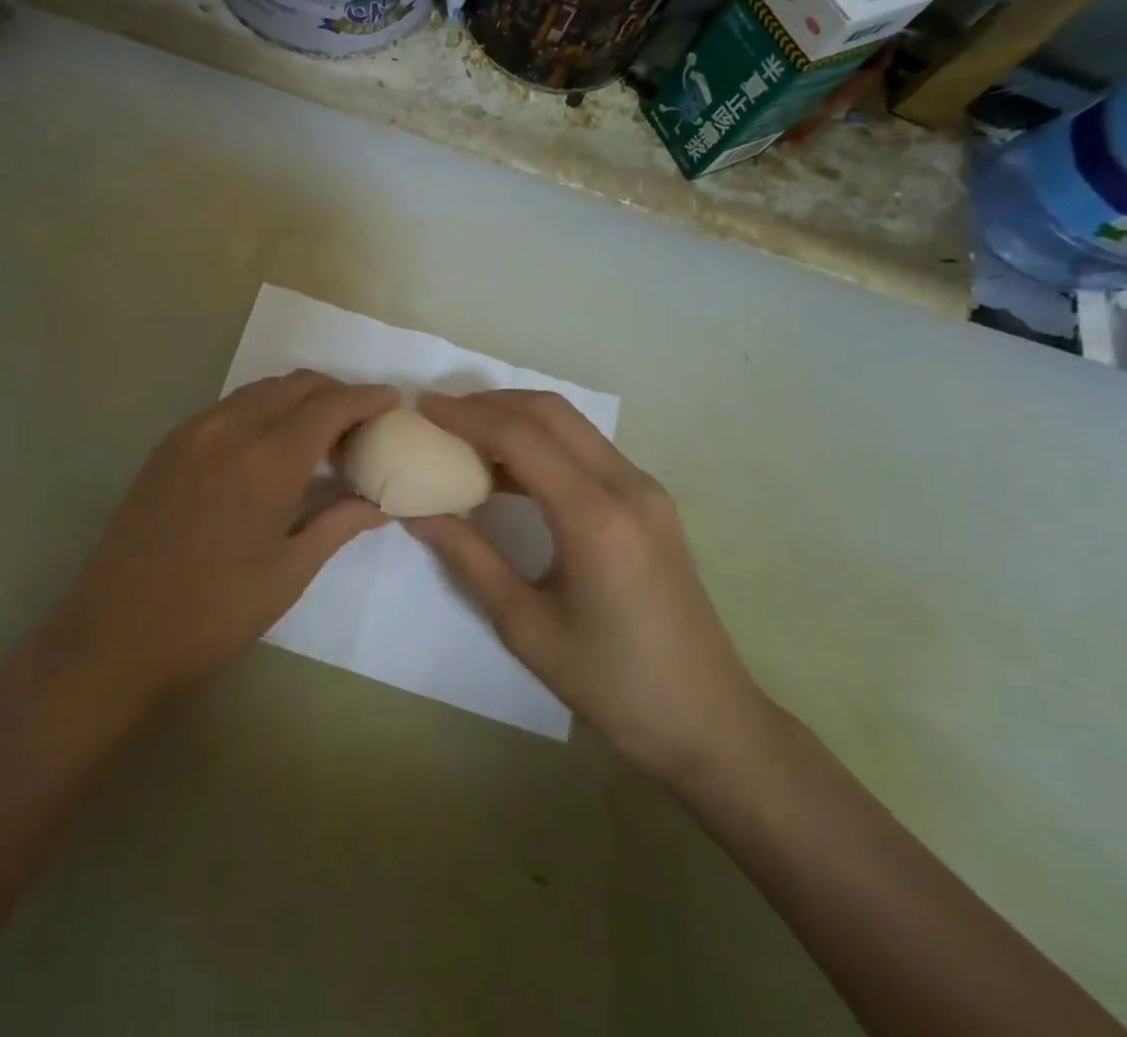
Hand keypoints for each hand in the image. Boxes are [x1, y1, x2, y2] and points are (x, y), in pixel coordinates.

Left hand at [43, 372, 398, 704]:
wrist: (116, 632)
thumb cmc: (214, 612)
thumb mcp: (289, 571)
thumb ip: (339, 522)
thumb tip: (381, 502)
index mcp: (267, 458)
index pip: (330, 405)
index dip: (367, 398)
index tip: (393, 400)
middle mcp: (230, 427)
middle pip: (296, 385)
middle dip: (336, 393)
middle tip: (361, 424)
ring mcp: (193, 431)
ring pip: (261, 390)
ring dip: (298, 398)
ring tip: (320, 435)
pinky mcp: (170, 443)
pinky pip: (230, 406)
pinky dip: (263, 409)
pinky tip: (271, 445)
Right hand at [407, 391, 769, 787]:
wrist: (708, 722)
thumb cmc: (611, 684)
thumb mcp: (524, 624)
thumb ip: (469, 556)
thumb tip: (418, 512)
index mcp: (596, 519)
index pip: (521, 439)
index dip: (467, 417)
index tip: (422, 406)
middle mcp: (628, 487)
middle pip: (551, 413)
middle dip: (490, 404)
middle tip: (440, 414)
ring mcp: (646, 490)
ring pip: (572, 425)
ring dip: (517, 419)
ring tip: (464, 436)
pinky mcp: (650, 502)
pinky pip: (587, 450)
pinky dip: (543, 443)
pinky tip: (508, 471)